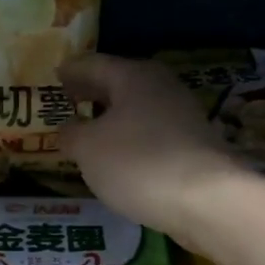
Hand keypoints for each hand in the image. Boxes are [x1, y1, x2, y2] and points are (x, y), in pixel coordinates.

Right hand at [57, 53, 249, 244]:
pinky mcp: (194, 146)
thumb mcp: (88, 149)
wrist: (208, 200)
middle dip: (94, 91)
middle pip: (120, 83)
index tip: (56, 74)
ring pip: (138, 108)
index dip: (72, 70)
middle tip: (70, 97)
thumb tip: (68, 128)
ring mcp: (183, 116)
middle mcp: (162, 87)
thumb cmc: (138, 162)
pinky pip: (152, 133)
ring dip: (114, 116)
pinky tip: (121, 154)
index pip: (94, 64)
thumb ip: (71, 134)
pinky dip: (132, 137)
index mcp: (134, 76)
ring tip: (91, 128)